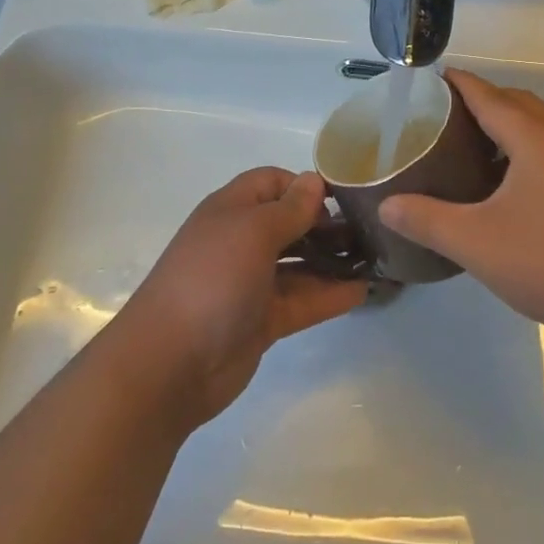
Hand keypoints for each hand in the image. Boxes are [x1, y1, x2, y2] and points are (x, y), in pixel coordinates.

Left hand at [112, 168, 367, 427]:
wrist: (169, 363)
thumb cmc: (212, 279)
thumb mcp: (253, 232)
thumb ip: (290, 208)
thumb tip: (315, 180)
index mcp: (232, 210)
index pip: (272, 182)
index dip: (305, 185)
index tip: (342, 199)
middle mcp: (242, 241)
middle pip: (289, 222)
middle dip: (325, 223)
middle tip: (368, 230)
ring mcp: (252, 283)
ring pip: (299, 263)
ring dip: (332, 260)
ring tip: (374, 259)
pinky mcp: (262, 320)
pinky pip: (302, 300)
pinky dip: (329, 294)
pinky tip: (362, 291)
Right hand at [380, 70, 543, 345]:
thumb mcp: (476, 242)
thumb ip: (426, 220)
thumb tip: (386, 206)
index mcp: (536, 139)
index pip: (489, 95)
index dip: (458, 84)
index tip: (429, 80)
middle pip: (518, 103)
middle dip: (482, 100)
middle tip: (444, 118)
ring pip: (542, 125)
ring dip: (508, 124)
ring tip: (472, 146)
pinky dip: (528, 146)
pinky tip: (510, 183)